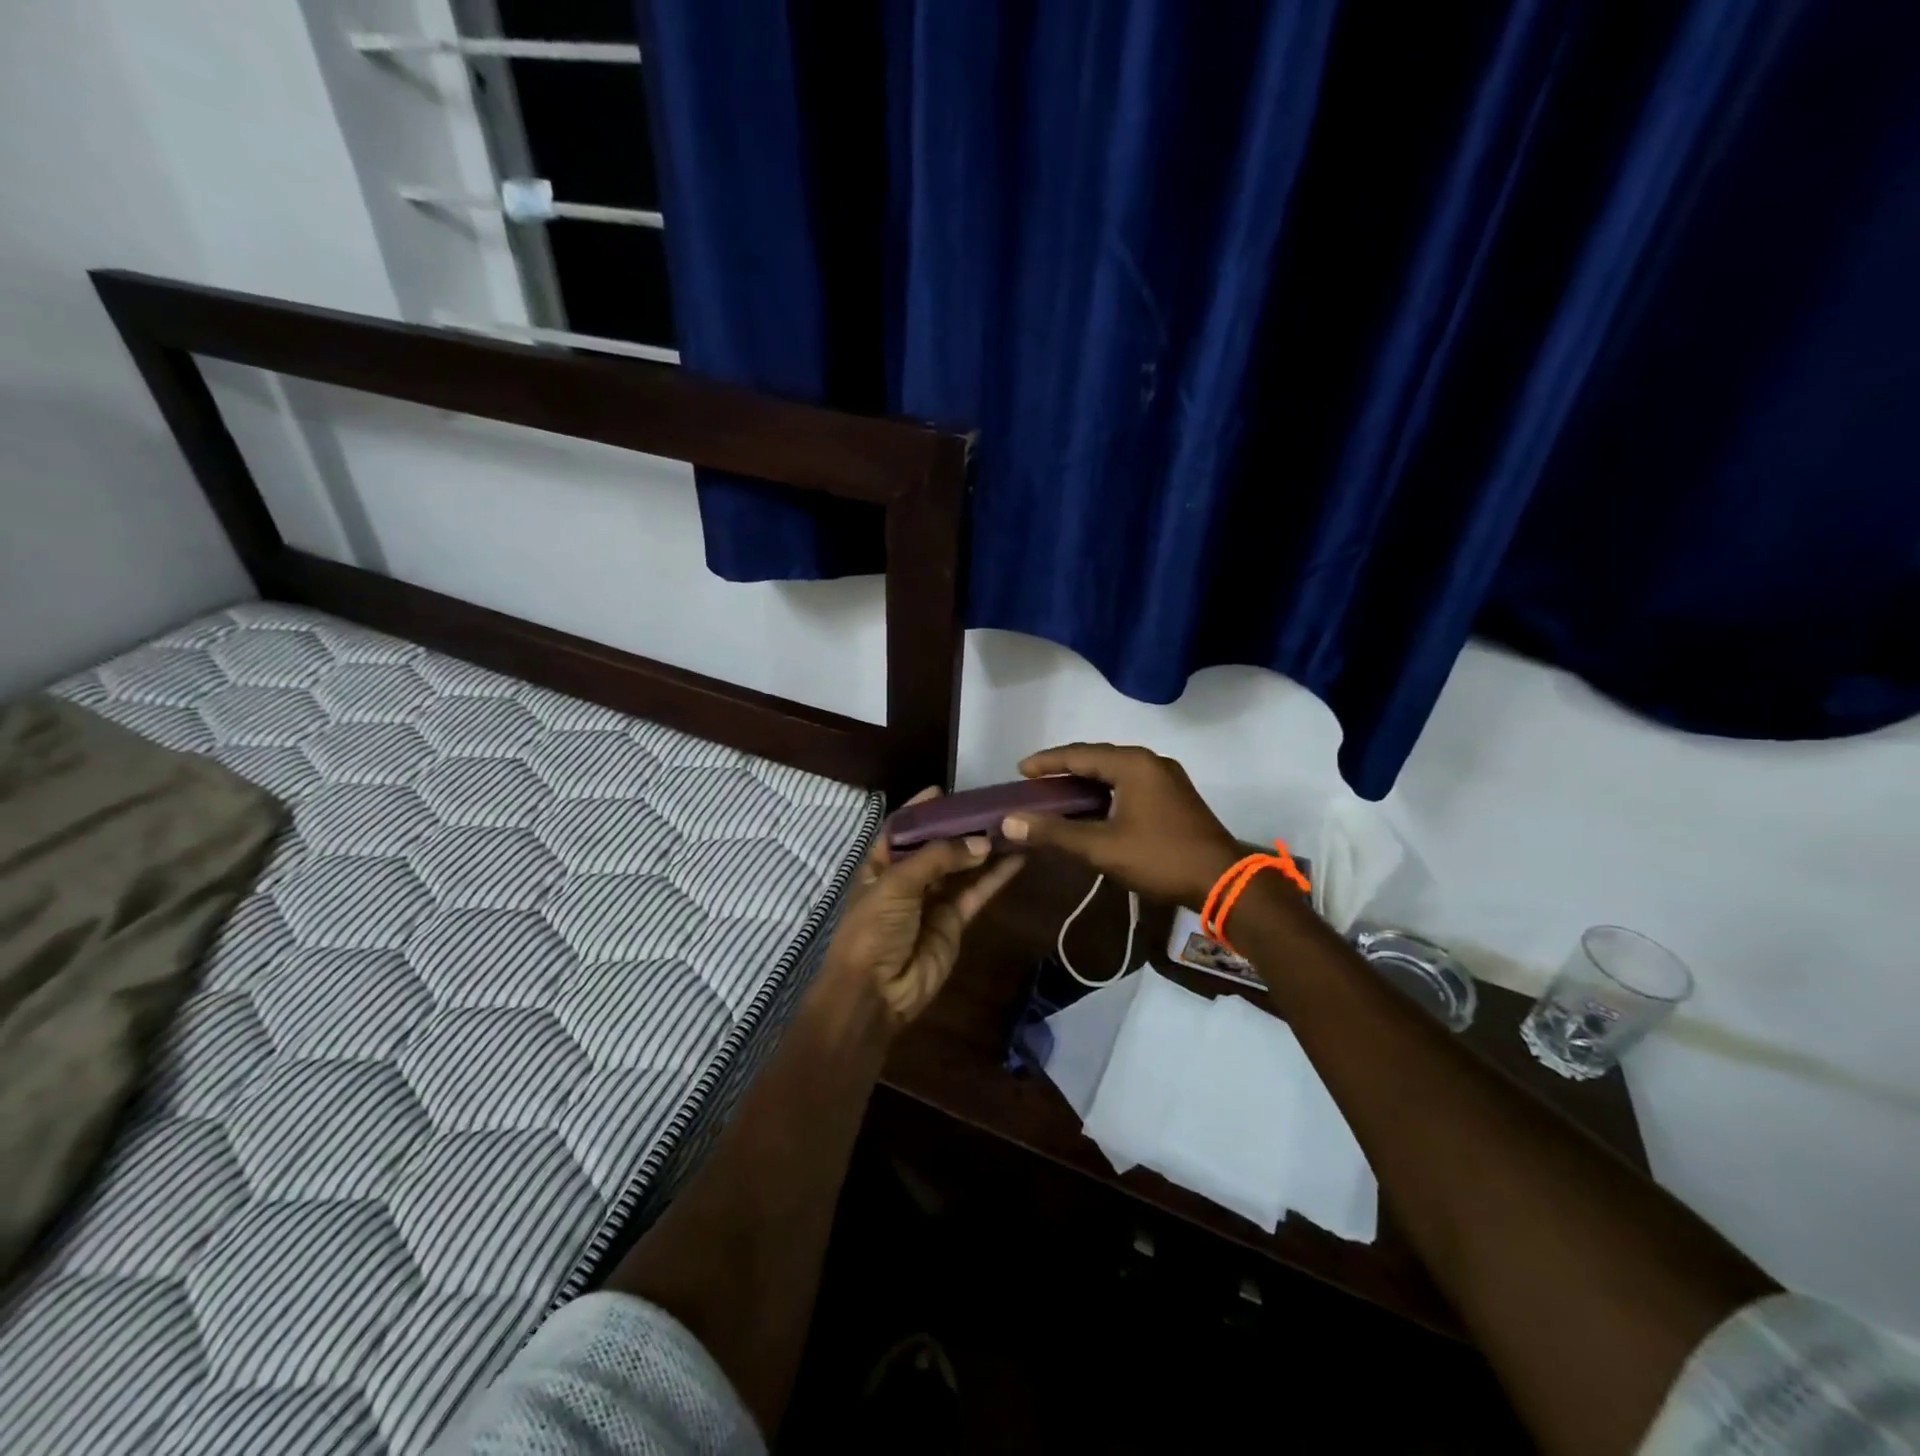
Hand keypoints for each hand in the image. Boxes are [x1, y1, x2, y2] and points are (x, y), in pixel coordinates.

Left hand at [823, 789, 1025, 1026]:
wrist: (876, 992)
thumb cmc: (873, 929)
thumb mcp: (896, 884)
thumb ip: (937, 858)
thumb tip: (980, 843)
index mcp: (880, 866)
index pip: (900, 830)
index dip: (919, 810)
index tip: (943, 791)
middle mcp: (907, 880)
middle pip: (937, 846)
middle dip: (961, 828)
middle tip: (991, 805)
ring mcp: (932, 901)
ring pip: (962, 868)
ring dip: (984, 849)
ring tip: (1012, 825)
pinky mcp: (954, 922)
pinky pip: (976, 893)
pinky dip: (995, 876)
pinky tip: (1017, 857)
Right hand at [1000, 743, 1240, 906]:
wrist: (1222, 880)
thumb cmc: (1159, 858)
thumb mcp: (1101, 847)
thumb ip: (1055, 833)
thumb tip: (1009, 822)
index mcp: (1132, 764)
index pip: (1079, 754)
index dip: (1047, 762)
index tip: (1020, 770)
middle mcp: (1150, 761)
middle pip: (1097, 758)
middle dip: (1065, 769)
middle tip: (1036, 782)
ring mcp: (1166, 777)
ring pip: (1115, 771)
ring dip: (1086, 780)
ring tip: (1058, 793)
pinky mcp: (1174, 795)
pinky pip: (1130, 782)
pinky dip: (1106, 790)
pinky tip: (1093, 807)